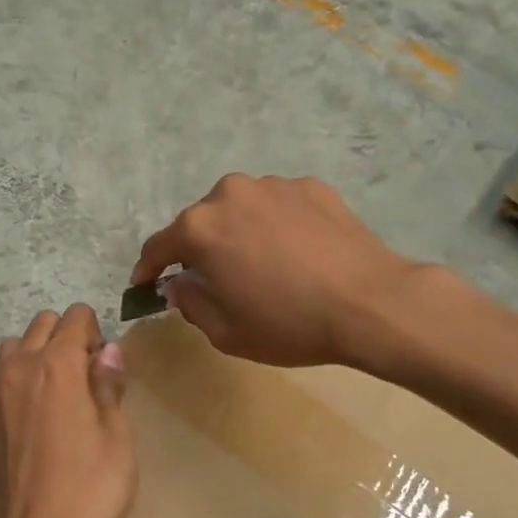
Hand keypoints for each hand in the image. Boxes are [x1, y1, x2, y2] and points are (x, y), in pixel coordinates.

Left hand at [0, 304, 135, 517]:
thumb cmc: (89, 490)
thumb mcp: (117, 439)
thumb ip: (109, 387)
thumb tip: (107, 351)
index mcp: (59, 365)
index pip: (77, 316)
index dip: (95, 334)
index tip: (103, 368)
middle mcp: (19, 367)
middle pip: (42, 324)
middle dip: (64, 338)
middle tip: (82, 380)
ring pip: (10, 349)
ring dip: (31, 358)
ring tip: (47, 396)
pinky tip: (10, 413)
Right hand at [132, 174, 423, 369]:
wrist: (371, 303)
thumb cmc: (289, 323)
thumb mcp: (227, 332)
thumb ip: (191, 303)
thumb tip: (179, 284)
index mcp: (200, 228)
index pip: (158, 246)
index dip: (148, 269)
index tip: (146, 284)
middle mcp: (230, 194)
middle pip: (201, 222)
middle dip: (199, 248)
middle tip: (213, 277)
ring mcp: (273, 185)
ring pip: (240, 209)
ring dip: (239, 232)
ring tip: (261, 262)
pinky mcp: (311, 186)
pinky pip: (278, 206)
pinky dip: (276, 224)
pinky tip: (297, 251)